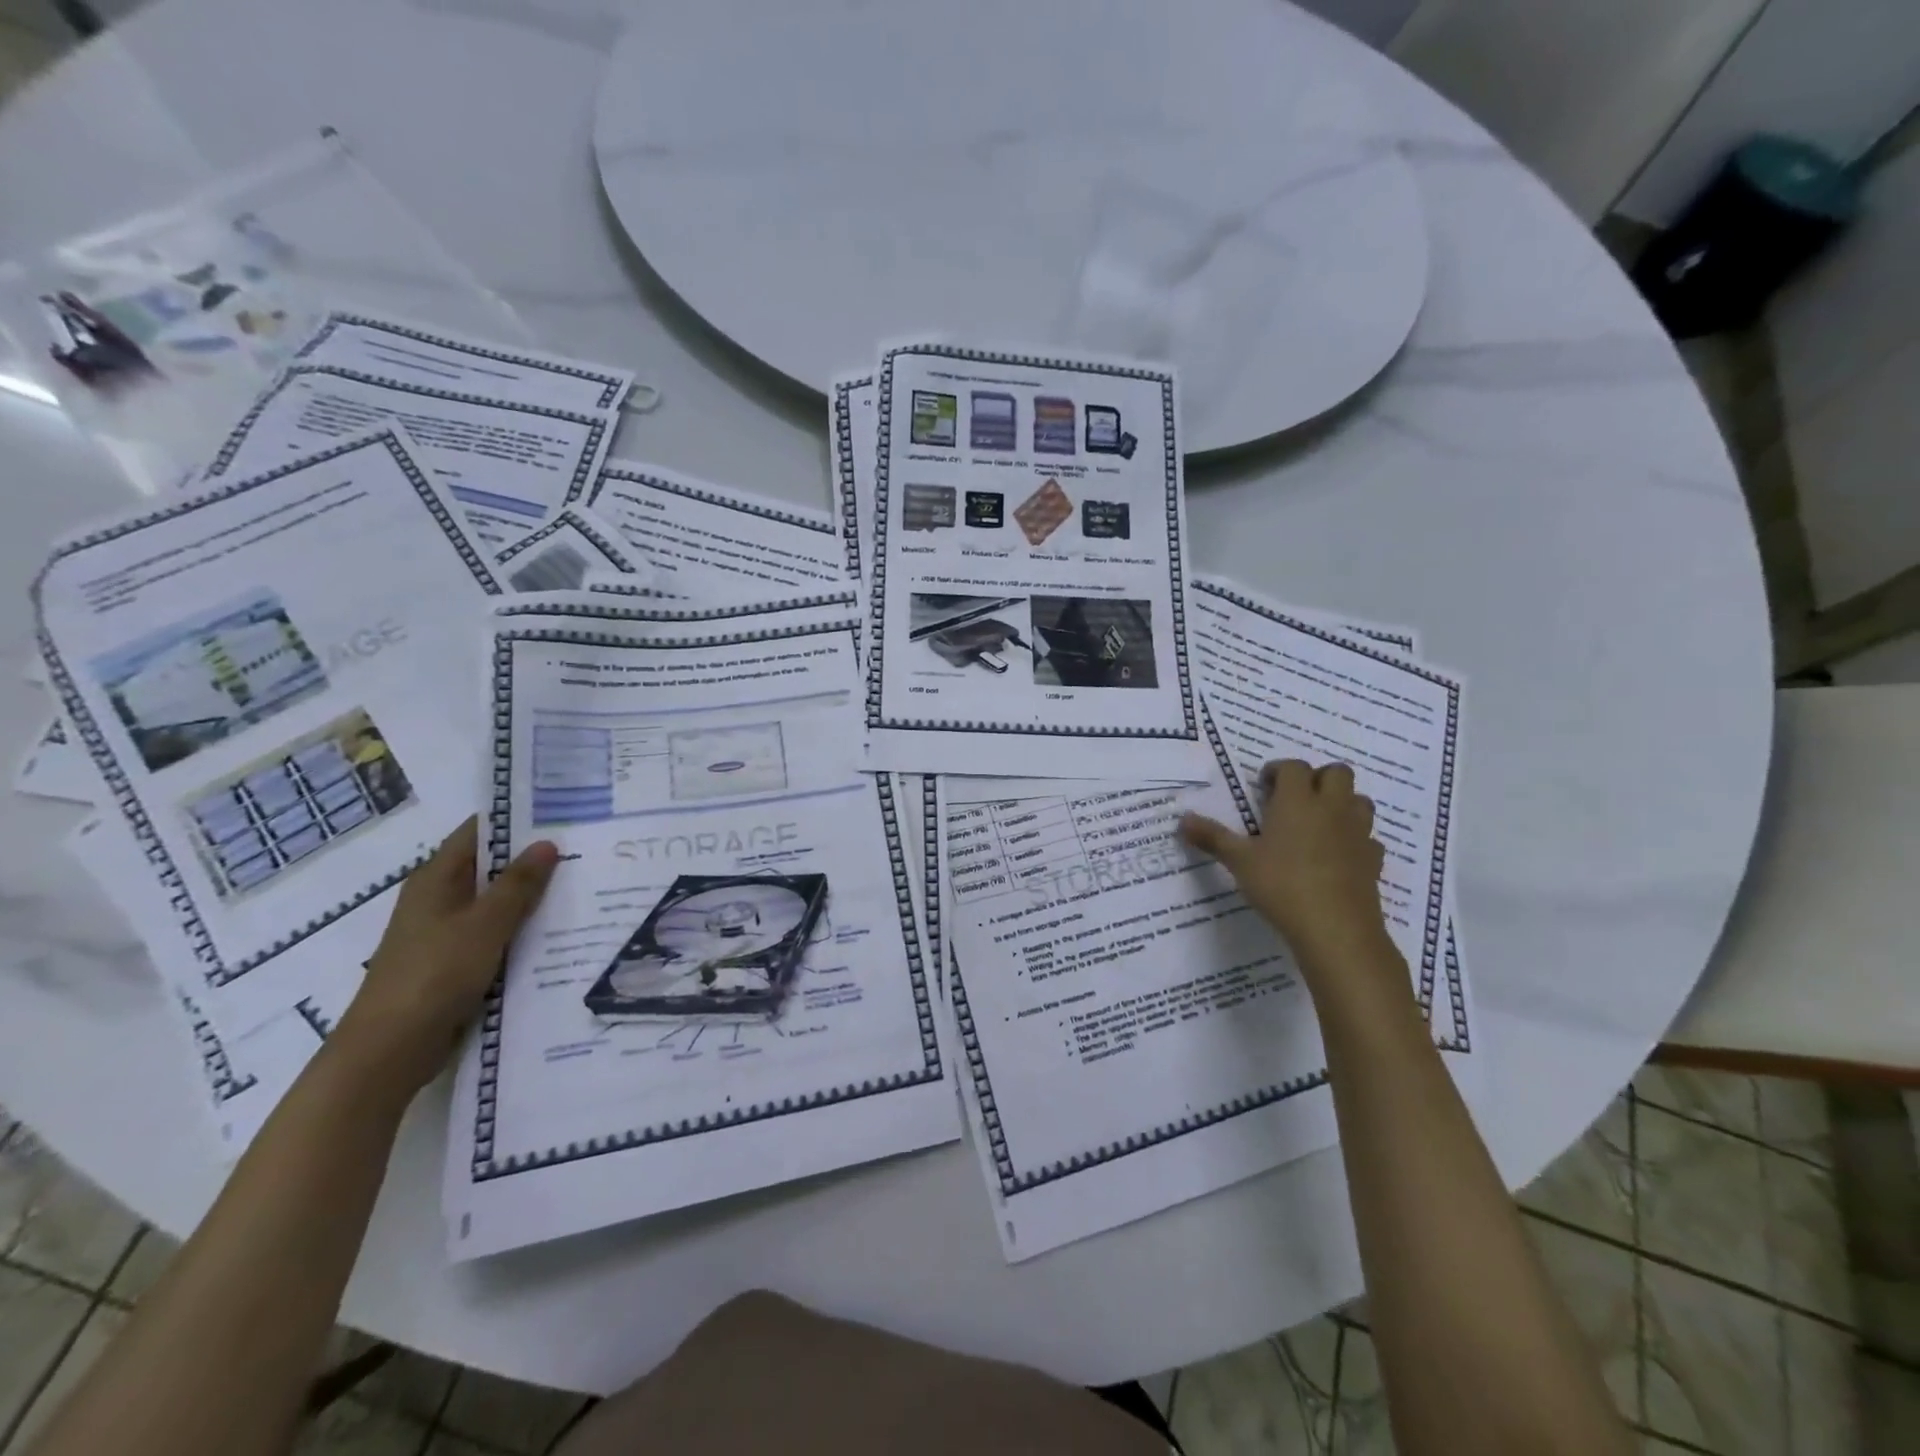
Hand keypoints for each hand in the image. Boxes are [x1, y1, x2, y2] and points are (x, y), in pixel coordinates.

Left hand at [331, 818, 559, 1094]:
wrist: (389, 1050)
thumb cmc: (434, 974)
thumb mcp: (485, 924)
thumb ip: (518, 884)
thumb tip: (547, 843)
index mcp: (436, 879)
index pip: (478, 832)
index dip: (515, 819)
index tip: (560, 810)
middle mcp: (438, 899)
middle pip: (490, 866)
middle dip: (532, 858)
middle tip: (585, 847)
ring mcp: (445, 933)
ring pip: (495, 903)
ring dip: (530, 896)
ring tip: (582, 884)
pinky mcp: (454, 963)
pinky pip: (495, 934)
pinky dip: (521, 929)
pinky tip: (558, 931)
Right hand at [1180, 760, 1391, 973]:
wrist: (1335, 928)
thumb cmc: (1281, 885)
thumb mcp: (1239, 861)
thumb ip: (1212, 837)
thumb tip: (1182, 820)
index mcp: (1297, 801)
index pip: (1294, 767)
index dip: (1279, 770)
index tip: (1264, 785)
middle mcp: (1331, 808)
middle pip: (1337, 773)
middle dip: (1317, 778)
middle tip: (1294, 799)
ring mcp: (1357, 833)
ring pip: (1359, 801)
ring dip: (1342, 803)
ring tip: (1318, 823)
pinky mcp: (1373, 860)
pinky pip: (1369, 838)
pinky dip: (1355, 840)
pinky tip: (1339, 856)